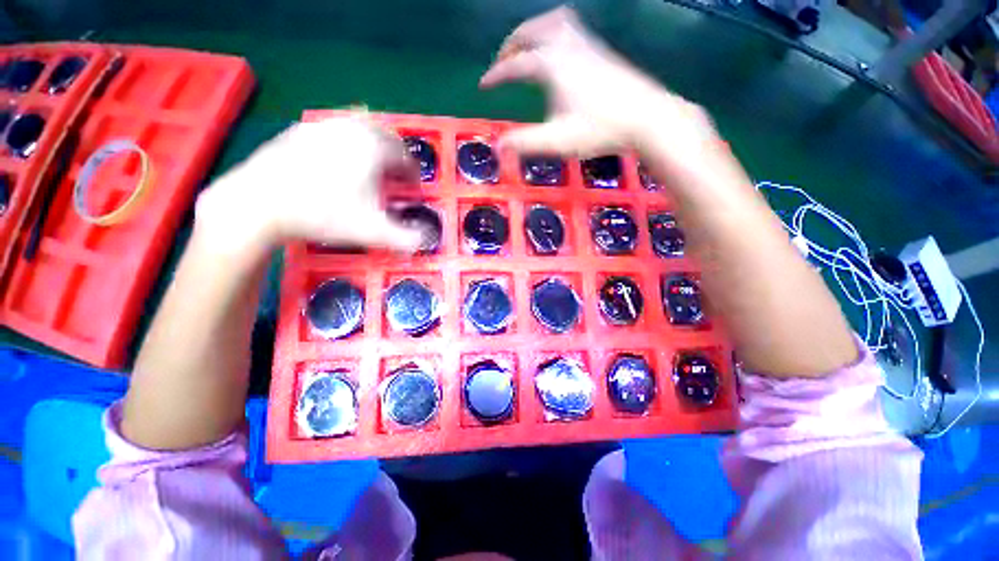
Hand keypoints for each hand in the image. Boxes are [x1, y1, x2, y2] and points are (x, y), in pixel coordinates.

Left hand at [197, 117, 421, 252]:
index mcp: (374, 148)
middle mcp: (352, 128)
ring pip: (360, 125)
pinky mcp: (301, 129)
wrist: (258, 203)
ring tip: (372, 164)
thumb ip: (407, 238)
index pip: (406, 156)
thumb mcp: (372, 231)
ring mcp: (324, 125)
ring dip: (374, 142)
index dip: (414, 174)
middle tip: (396, 175)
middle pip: (386, 134)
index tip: (412, 189)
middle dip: (397, 154)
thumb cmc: (323, 214)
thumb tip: (428, 240)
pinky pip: (335, 126)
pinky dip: (348, 139)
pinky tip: (340, 159)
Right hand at [481, 7, 719, 169]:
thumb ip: (525, 143)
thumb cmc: (600, 130)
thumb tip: (497, 147)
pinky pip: (570, 27)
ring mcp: (586, 44)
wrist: (646, 117)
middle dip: (510, 46)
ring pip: (551, 21)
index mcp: (552, 65)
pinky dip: (553, 32)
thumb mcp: (557, 141)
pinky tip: (557, 52)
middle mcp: (566, 45)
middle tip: (501, 63)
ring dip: (532, 31)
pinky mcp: (600, 50)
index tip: (483, 85)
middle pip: (530, 31)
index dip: (496, 75)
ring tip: (526, 49)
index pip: (515, 65)